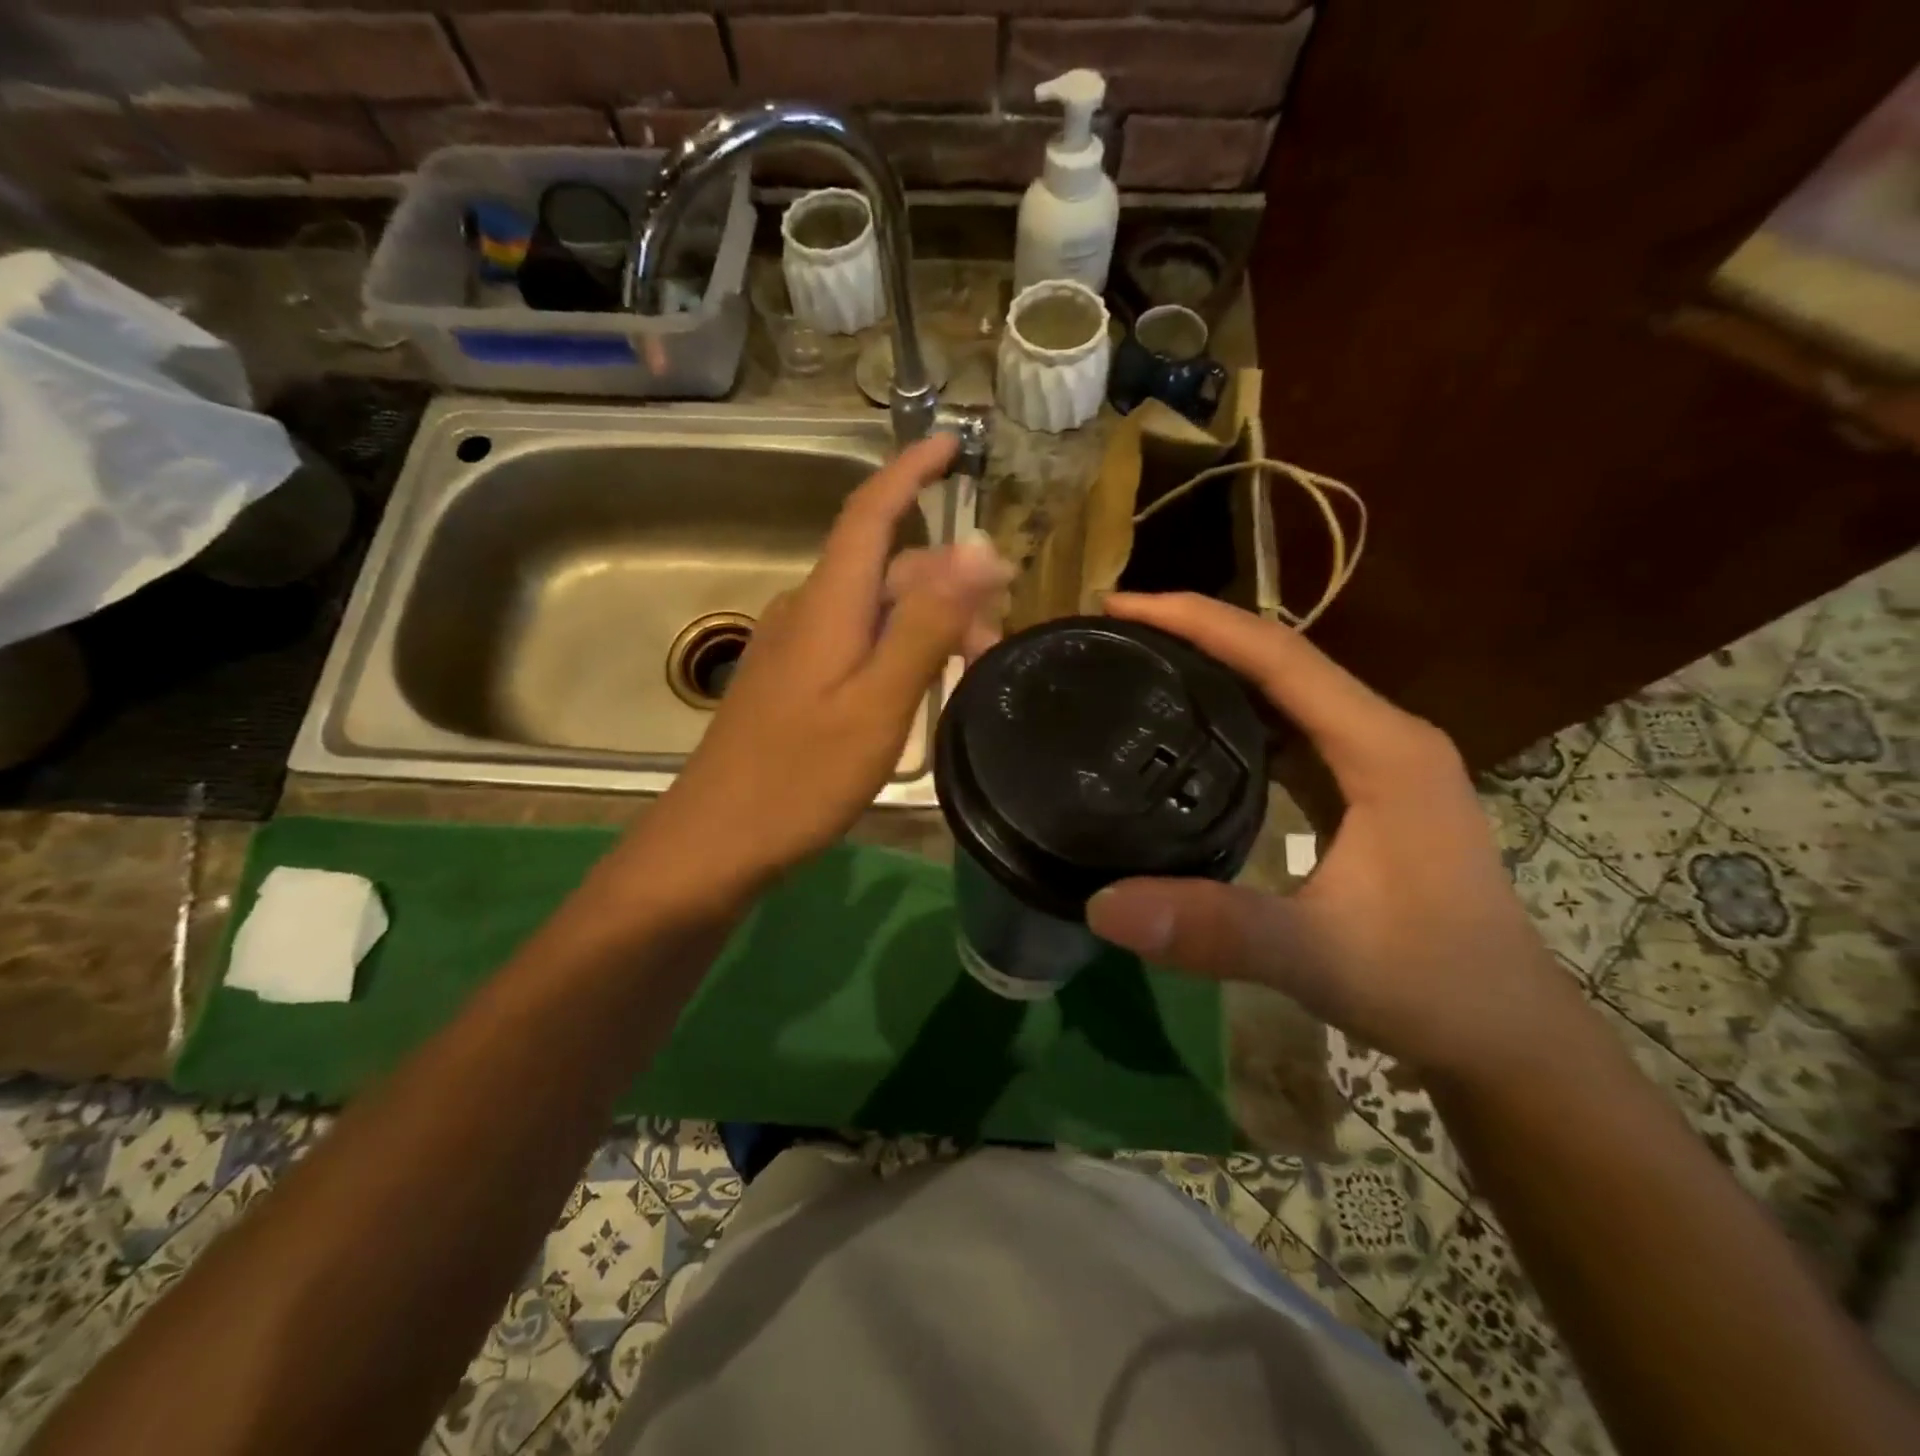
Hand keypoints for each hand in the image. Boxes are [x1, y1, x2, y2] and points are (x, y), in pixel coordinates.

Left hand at [615, 433, 1010, 910]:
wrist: (716, 842)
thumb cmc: (801, 777)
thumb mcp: (879, 703)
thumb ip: (925, 625)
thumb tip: (978, 549)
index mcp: (827, 604)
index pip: (870, 512)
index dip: (910, 472)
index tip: (954, 445)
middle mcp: (807, 611)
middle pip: (885, 569)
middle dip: (948, 582)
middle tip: (1000, 629)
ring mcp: (794, 648)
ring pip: (873, 610)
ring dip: (927, 622)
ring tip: (972, 667)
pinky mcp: (791, 682)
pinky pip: (856, 643)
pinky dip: (898, 649)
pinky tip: (920, 688)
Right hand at [1085, 592, 1582, 1081]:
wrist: (1505, 1035)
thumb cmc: (1431, 986)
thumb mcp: (1318, 957)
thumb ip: (1217, 929)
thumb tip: (1102, 905)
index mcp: (1384, 749)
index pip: (1281, 656)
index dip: (1199, 621)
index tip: (1121, 606)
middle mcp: (1383, 737)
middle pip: (1280, 659)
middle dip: (1197, 635)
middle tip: (1114, 635)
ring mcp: (1376, 762)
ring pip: (1285, 692)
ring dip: (1215, 670)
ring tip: (1139, 666)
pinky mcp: (1363, 790)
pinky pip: (1289, 732)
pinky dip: (1234, 717)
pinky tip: (1189, 733)